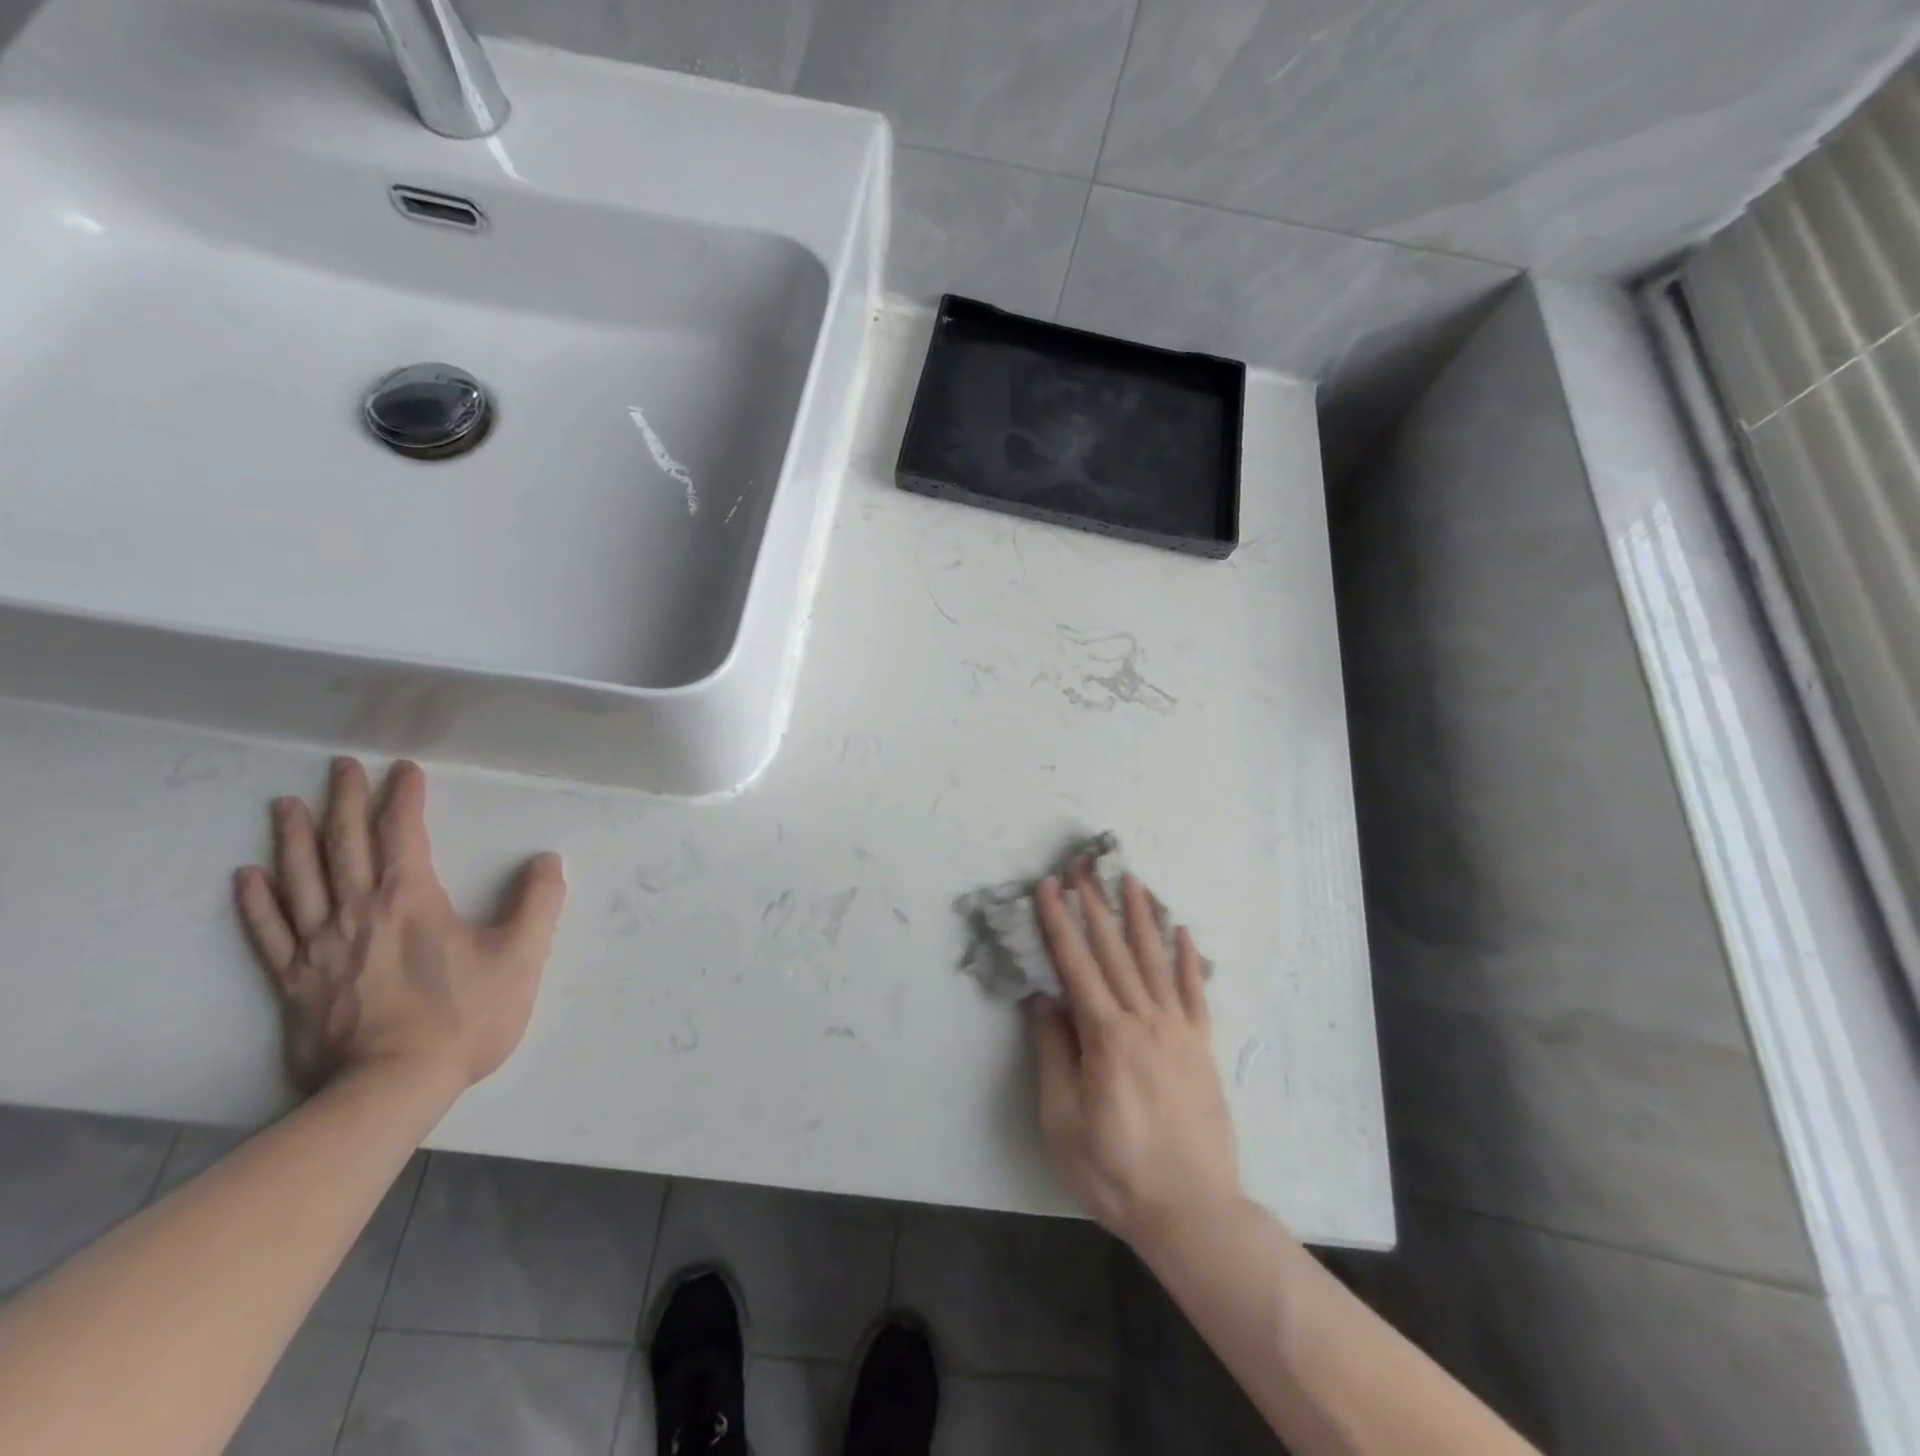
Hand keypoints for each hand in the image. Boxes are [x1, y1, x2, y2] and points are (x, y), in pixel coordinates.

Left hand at [232, 758, 566, 1099]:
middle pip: (344, 845)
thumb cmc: (462, 1017)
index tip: (404, 769)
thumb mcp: (521, 956)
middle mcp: (356, 911)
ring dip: (293, 838)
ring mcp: (318, 947)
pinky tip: (246, 877)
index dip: (403, 797)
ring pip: (300, 879)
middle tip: (340, 767)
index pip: (402, 833)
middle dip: (345, 801)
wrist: (390, 1089)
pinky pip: (268, 933)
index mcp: (409, 900)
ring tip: (285, 805)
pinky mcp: (294, 982)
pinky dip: (255, 902)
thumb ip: (537, 903)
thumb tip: (546, 861)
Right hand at [1029, 866, 1239, 1252]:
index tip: (1048, 886)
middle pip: (1114, 950)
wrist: (1193, 1212)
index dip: (1059, 922)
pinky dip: (1189, 959)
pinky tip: (1182, 931)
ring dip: (1140, 916)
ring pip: (1155, 960)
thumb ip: (1053, 1053)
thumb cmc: (1116, 1171)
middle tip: (1084, 866)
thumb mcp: (1063, 1120)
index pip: (1076, 964)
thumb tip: (1044, 1000)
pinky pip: (1196, 993)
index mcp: (1105, 1035)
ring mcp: (1178, 1030)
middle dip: (1095, 905)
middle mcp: (1144, 1019)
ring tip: (1131, 879)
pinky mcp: (1203, 1047)